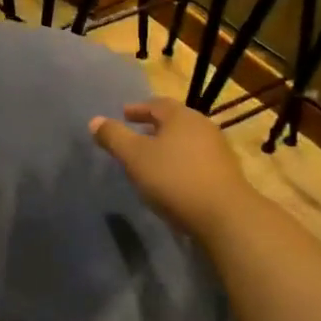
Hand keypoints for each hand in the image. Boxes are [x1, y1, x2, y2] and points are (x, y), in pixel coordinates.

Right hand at [90, 98, 256, 240]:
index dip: (138, 108)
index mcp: (181, 116)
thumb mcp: (135, 157)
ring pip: (186, 141)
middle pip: (174, 121)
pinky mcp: (225, 174)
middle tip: (135, 134)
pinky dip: (180, 162)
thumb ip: (114, 137)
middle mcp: (203, 127)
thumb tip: (95, 121)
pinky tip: (171, 178)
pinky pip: (196, 160)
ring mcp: (218, 150)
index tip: (123, 115)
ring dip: (167, 146)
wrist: (224, 215)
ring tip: (151, 158)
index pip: (157, 104)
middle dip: (153, 126)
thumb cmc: (174, 178)